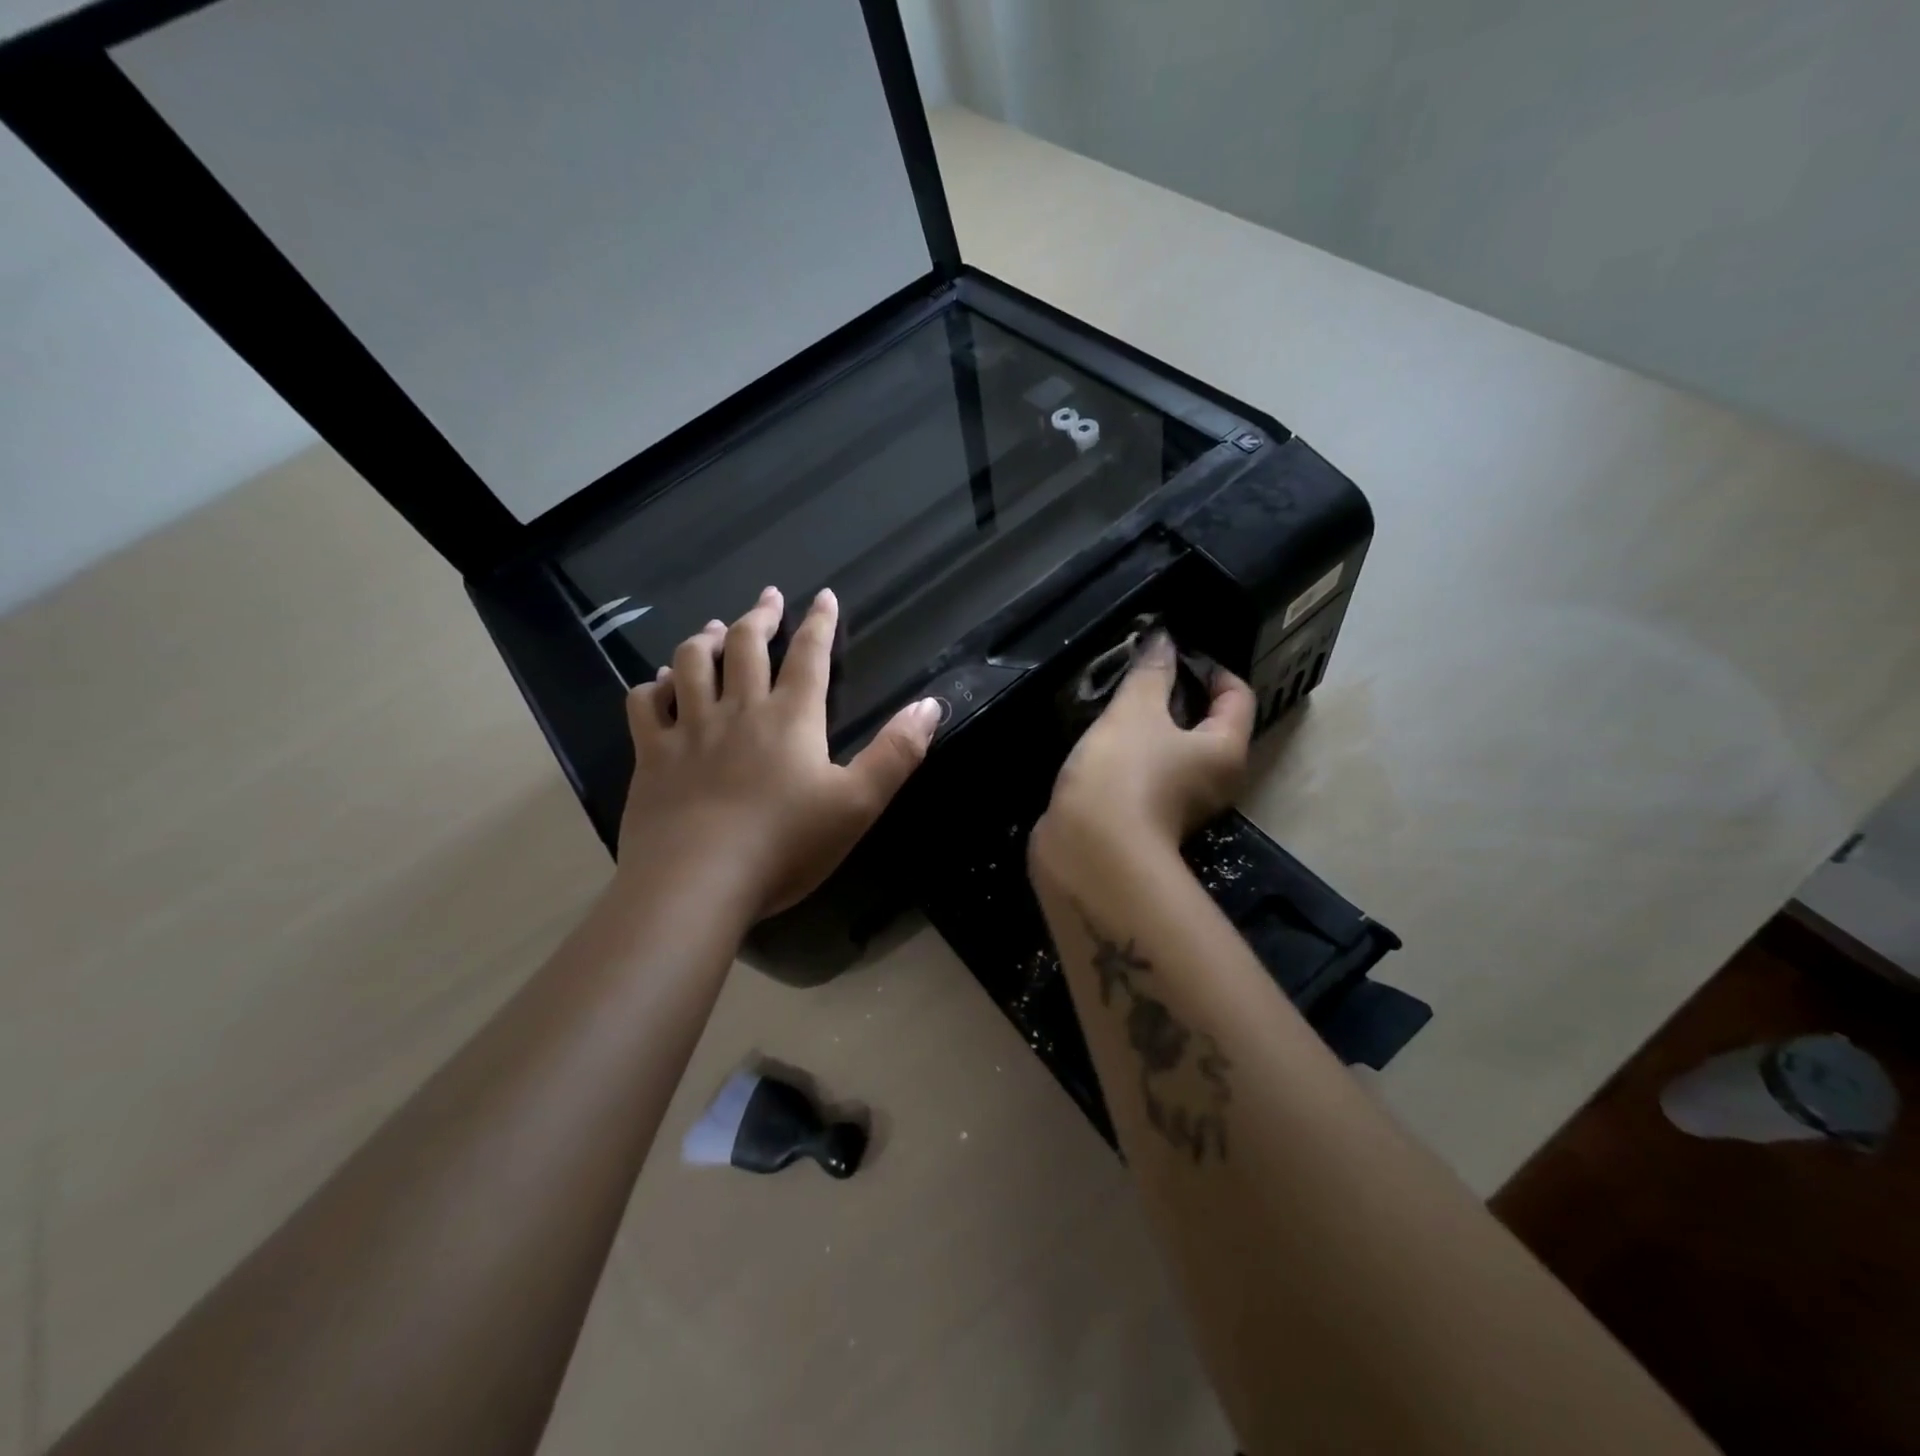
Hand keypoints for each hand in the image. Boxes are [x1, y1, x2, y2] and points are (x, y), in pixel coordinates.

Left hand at [617, 587, 940, 917]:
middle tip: (769, 597)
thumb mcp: (858, 803)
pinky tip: (659, 684)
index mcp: (791, 719)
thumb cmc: (785, 845)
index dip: (820, 623)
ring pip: (691, 664)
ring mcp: (688, 731)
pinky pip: (645, 706)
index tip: (823, 595)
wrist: (697, 882)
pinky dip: (653, 686)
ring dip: (706, 639)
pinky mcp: (652, 757)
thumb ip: (896, 752)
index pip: (810, 656)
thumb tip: (930, 704)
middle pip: (747, 647)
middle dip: (761, 616)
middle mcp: (738, 711)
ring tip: (717, 629)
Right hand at [1035, 630, 1254, 869]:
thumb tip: (1164, 638)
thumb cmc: (1124, 773)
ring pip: (1173, 750)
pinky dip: (1132, 753)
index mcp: (1225, 750)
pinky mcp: (1147, 818)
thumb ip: (1151, 672)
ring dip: (1150, 726)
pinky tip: (1103, 741)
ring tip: (1116, 702)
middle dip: (1176, 695)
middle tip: (1141, 674)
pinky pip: (1148, 773)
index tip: (1175, 652)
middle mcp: (1214, 780)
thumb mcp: (1136, 711)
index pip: (1238, 695)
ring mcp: (1181, 804)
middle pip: (1207, 725)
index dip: (1212, 667)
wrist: (1089, 851)